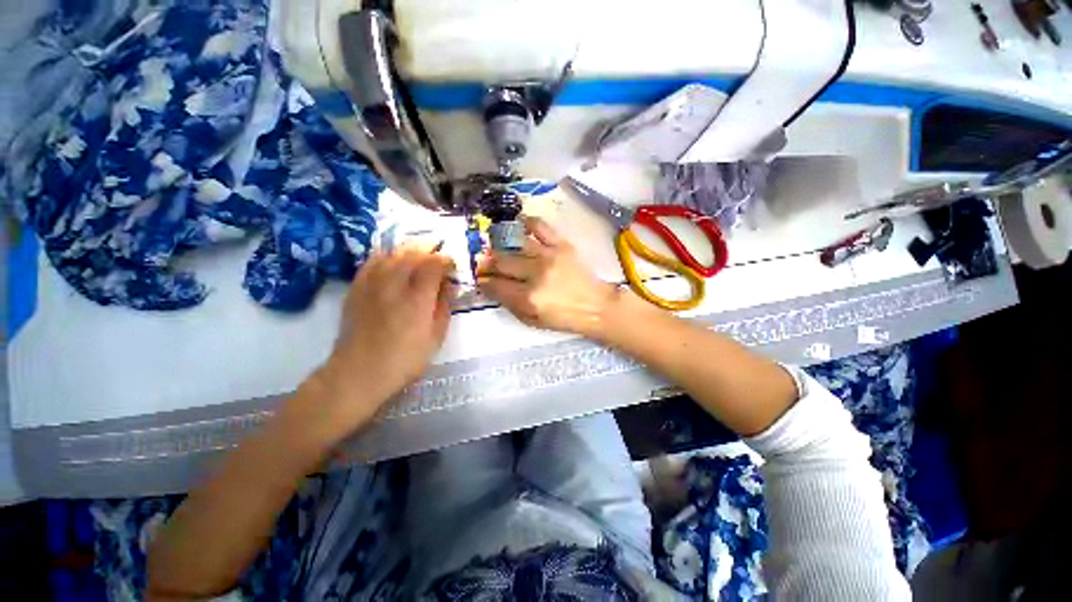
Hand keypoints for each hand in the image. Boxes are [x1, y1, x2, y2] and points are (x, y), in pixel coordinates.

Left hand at [315, 246, 454, 431]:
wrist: (358, 373)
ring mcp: (372, 284)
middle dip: (428, 250)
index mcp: (418, 299)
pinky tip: (391, 261)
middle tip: (438, 255)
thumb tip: (449, 286)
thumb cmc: (404, 360)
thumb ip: (444, 307)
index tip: (452, 265)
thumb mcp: (436, 338)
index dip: (445, 259)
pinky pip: (372, 261)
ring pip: (391, 253)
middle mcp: (394, 285)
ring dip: (408, 250)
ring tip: (417, 255)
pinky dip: (386, 256)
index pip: (434, 264)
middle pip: (412, 253)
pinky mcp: (356, 288)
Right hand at [477, 217, 618, 336]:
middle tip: (483, 263)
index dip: (483, 281)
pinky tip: (519, 224)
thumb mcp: (533, 321)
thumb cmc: (564, 318)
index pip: (495, 285)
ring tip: (496, 246)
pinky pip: (540, 227)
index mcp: (528, 298)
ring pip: (515, 245)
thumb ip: (510, 305)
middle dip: (486, 263)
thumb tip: (492, 288)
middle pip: (501, 262)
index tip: (480, 279)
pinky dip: (527, 222)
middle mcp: (535, 274)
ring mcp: (548, 256)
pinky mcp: (561, 245)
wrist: (596, 306)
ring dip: (501, 245)